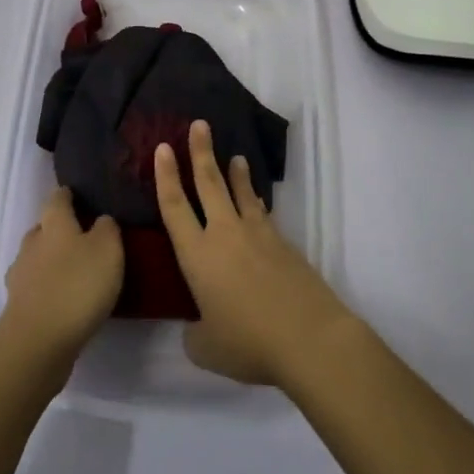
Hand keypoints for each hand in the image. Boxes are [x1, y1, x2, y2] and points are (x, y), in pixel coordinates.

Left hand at [0, 188, 122, 361]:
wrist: (38, 341)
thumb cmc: (77, 285)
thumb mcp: (108, 249)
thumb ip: (107, 229)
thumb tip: (100, 220)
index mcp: (53, 223)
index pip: (57, 198)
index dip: (67, 195)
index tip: (78, 195)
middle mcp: (32, 243)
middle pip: (44, 228)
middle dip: (59, 229)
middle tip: (84, 237)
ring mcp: (21, 275)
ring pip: (37, 258)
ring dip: (52, 261)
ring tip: (76, 272)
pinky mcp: (19, 305)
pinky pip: (36, 286)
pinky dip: (48, 288)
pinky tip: (64, 299)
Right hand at [155, 120, 356, 387]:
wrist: (309, 338)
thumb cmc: (249, 343)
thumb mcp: (207, 348)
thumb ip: (195, 334)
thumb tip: (197, 328)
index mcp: (197, 256)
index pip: (174, 206)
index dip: (166, 175)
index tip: (163, 147)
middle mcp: (224, 235)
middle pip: (209, 184)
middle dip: (201, 152)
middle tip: (199, 124)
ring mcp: (257, 235)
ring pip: (241, 193)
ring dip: (234, 172)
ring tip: (234, 155)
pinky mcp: (283, 243)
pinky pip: (262, 214)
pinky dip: (256, 201)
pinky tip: (257, 201)